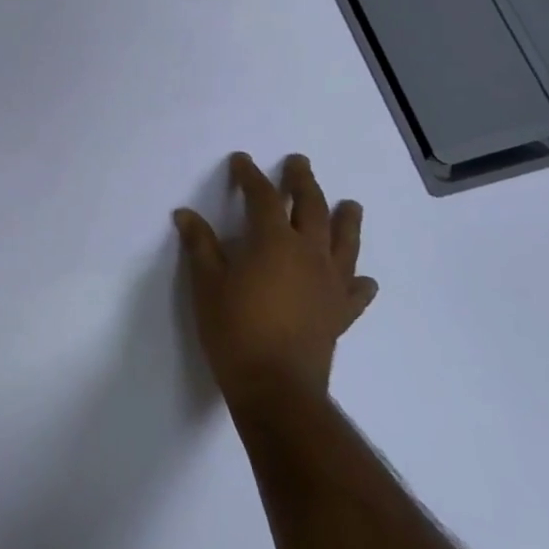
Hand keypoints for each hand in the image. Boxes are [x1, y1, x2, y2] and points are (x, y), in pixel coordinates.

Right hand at [175, 152, 375, 400]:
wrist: (276, 387)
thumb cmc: (234, 329)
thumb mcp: (207, 283)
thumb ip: (200, 245)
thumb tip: (186, 214)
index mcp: (273, 241)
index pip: (262, 196)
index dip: (250, 176)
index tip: (241, 161)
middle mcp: (308, 253)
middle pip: (311, 207)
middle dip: (302, 182)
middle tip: (298, 163)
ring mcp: (330, 283)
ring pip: (344, 241)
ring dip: (346, 218)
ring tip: (350, 204)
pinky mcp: (341, 313)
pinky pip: (356, 290)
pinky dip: (360, 280)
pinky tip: (363, 277)